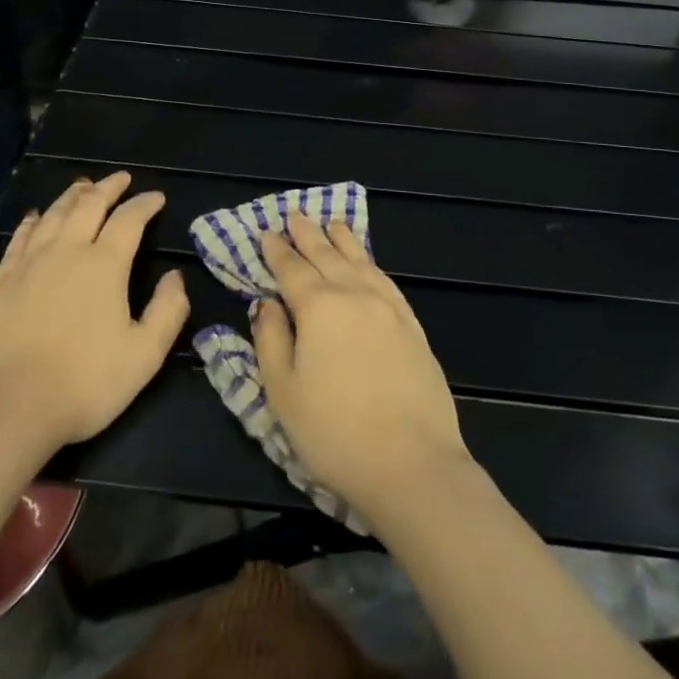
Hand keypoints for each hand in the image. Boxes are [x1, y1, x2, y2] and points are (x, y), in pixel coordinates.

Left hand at [0, 172, 187, 459]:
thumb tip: (175, 277)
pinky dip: (33, 221)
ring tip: (83, 186)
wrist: (5, 410)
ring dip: (72, 196)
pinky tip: (35, 217)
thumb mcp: (144, 356)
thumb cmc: (83, 384)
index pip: (129, 219)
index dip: (145, 204)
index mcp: (104, 265)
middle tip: (121, 178)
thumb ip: (167, 311)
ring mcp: (28, 264)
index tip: (156, 197)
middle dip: (109, 187)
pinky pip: (19, 238)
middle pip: (89, 205)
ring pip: (54, 215)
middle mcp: (66, 251)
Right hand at [251, 214, 468, 517]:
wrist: (412, 464)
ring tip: (332, 223)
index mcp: (318, 307)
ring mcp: (388, 308)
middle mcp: (354, 295)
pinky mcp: (412, 325)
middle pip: (326, 255)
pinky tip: (367, 262)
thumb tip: (266, 303)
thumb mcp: (283, 392)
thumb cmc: (335, 432)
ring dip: (342, 240)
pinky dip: (371, 263)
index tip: (266, 232)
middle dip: (308, 234)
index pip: (292, 269)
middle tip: (295, 214)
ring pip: (360, 261)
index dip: (277, 250)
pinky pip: (385, 280)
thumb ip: (270, 340)